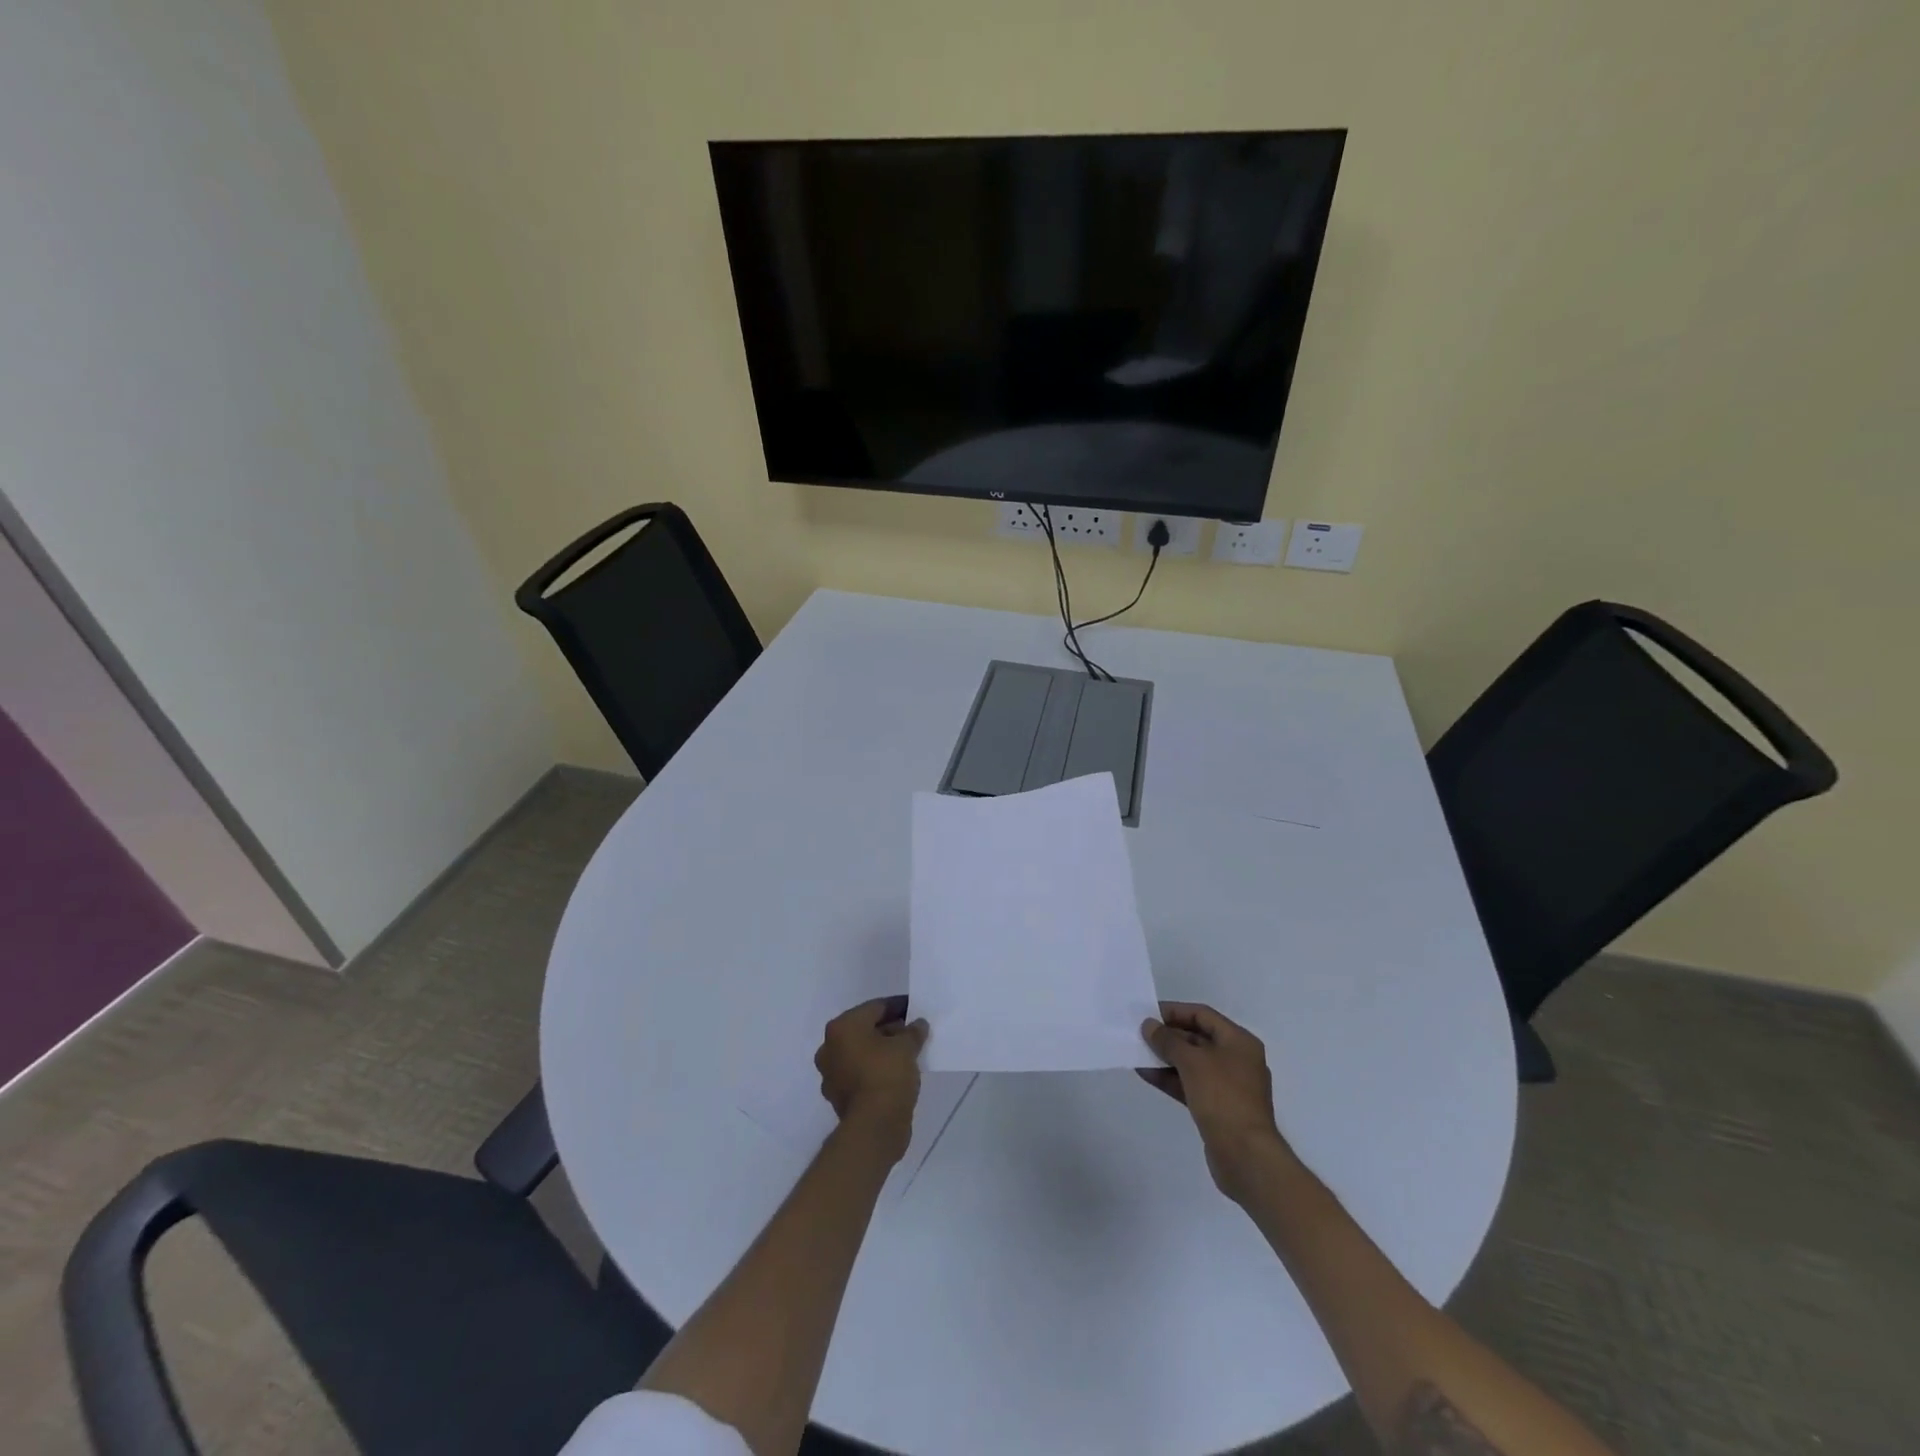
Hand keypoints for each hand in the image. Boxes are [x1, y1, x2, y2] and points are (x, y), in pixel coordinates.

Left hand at [815, 995, 927, 1162]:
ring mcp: (831, 1074)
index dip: (898, 1006)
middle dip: (889, 1029)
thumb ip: (913, 1031)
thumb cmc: (887, 1075)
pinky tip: (897, 1073)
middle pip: (865, 1029)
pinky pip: (860, 1073)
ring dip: (882, 1051)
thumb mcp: (907, 1047)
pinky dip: (876, 1070)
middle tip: (913, 1032)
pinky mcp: (838, 1096)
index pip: (875, 1007)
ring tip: (908, 1053)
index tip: (915, 1010)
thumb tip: (917, 1025)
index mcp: (842, 1027)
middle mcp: (830, 1047)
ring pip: (862, 1053)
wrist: (874, 1127)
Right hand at [1139, 1002, 1288, 1201]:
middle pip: (1197, 1038)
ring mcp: (1228, 1086)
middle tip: (1139, 1034)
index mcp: (1239, 1042)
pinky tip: (1146, 1074)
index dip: (1175, 1011)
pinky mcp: (1218, 1108)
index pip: (1202, 1015)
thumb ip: (1168, 1041)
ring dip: (1165, 1058)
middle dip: (1168, 1036)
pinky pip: (1191, 1085)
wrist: (1246, 1156)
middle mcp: (1236, 1059)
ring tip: (1137, 1053)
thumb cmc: (1222, 1097)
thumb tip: (1149, 1026)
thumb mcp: (1192, 1061)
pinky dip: (1170, 1079)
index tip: (1148, 1014)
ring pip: (1192, 1064)